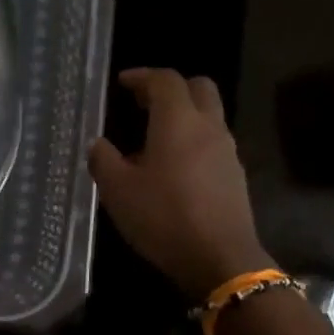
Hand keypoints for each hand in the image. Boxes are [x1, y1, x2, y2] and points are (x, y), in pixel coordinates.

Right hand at [89, 68, 271, 300]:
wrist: (219, 258)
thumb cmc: (163, 218)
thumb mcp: (117, 191)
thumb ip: (103, 160)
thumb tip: (98, 143)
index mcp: (178, 122)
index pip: (164, 81)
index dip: (142, 76)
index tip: (122, 82)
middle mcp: (208, 127)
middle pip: (198, 88)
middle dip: (170, 88)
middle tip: (143, 102)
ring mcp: (227, 151)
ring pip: (209, 116)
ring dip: (183, 116)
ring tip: (153, 138)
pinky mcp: (235, 175)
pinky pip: (213, 143)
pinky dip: (193, 141)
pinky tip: (172, 168)